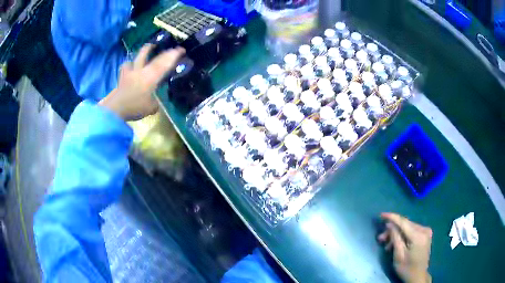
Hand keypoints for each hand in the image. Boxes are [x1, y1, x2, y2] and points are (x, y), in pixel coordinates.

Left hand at [99, 44, 184, 120]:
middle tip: (167, 47)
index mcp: (151, 77)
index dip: (173, 55)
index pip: (165, 63)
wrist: (115, 109)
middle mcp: (142, 71)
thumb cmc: (135, 107)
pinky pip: (126, 67)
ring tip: (147, 48)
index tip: (181, 49)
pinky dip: (128, 65)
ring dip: (143, 52)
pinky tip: (130, 66)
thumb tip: (155, 103)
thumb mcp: (150, 108)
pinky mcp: (122, 77)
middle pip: (153, 57)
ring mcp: (131, 72)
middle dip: (163, 52)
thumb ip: (154, 104)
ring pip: (137, 57)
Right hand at [378, 213, 432, 282]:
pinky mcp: (426, 234)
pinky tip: (397, 243)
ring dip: (397, 234)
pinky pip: (412, 230)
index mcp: (418, 236)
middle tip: (381, 238)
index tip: (381, 214)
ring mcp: (426, 231)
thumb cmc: (406, 268)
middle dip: (392, 230)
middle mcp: (424, 230)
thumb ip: (395, 238)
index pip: (403, 222)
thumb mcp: (398, 255)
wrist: (418, 276)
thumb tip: (390, 224)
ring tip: (387, 244)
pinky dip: (403, 235)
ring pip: (408, 227)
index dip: (392, 217)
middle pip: (405, 225)